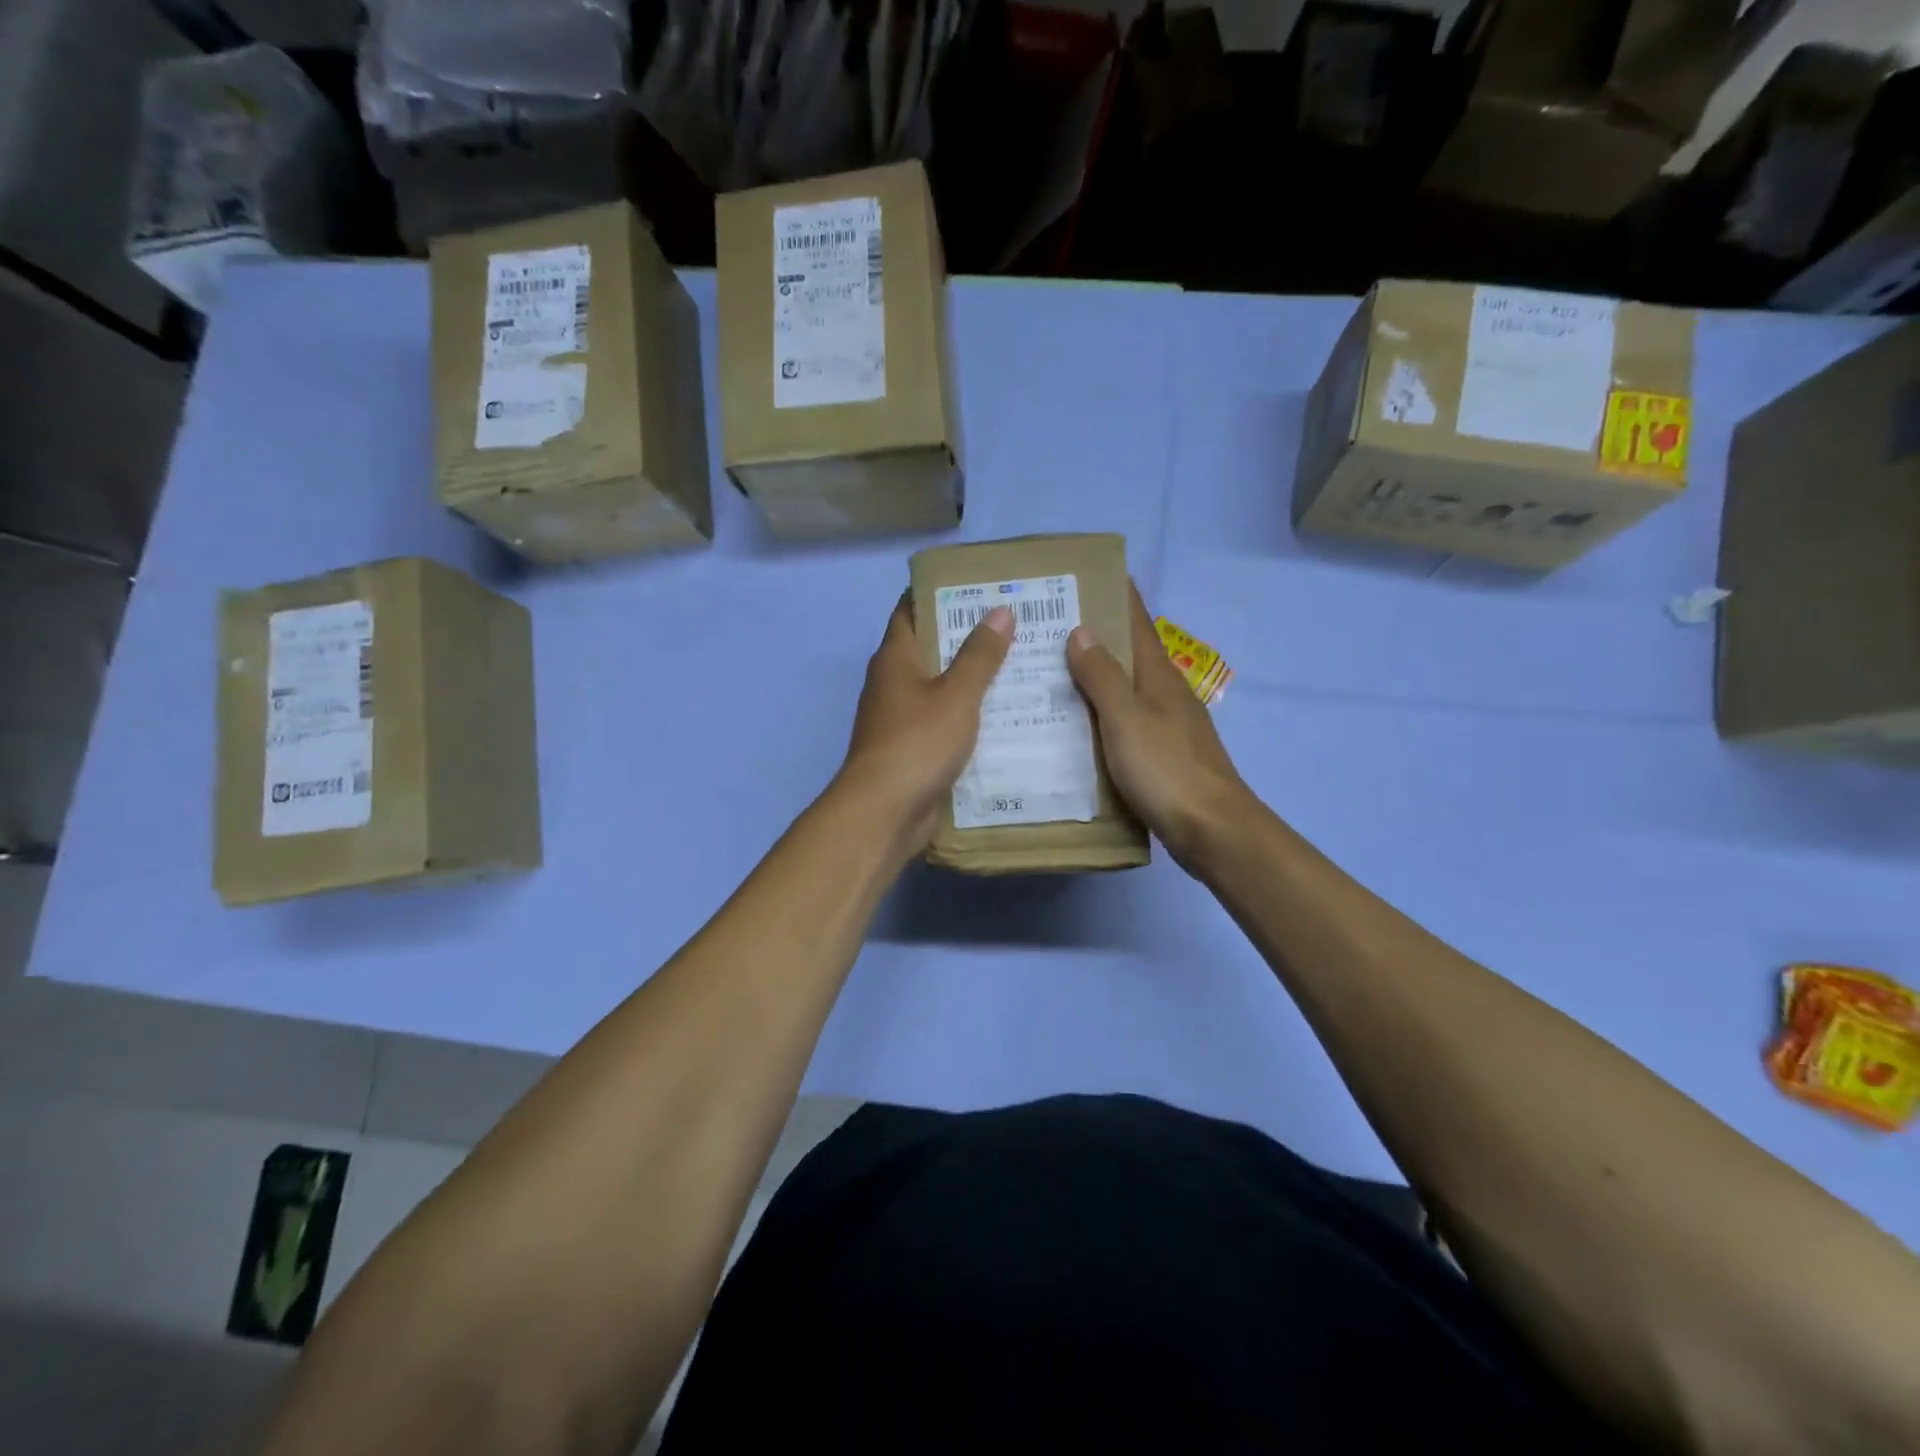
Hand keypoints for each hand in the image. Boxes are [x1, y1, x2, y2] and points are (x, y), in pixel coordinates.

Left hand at [837, 595, 1014, 850]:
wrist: (884, 811)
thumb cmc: (918, 742)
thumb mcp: (956, 694)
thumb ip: (979, 654)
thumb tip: (1000, 611)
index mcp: (895, 658)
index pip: (912, 610)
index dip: (942, 594)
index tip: (981, 586)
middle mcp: (892, 683)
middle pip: (929, 648)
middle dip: (967, 636)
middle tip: (1014, 624)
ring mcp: (899, 718)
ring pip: (939, 687)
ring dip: (971, 678)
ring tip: (1019, 665)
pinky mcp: (911, 748)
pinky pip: (943, 721)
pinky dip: (967, 714)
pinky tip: (1003, 714)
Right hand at [1067, 585, 1251, 869]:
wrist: (1210, 828)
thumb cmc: (1166, 768)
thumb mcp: (1126, 718)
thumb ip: (1102, 676)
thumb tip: (1081, 629)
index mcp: (1158, 675)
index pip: (1137, 622)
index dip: (1117, 595)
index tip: (1088, 574)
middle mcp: (1165, 693)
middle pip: (1128, 653)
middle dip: (1095, 634)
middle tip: (1048, 625)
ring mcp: (1166, 724)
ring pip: (1124, 689)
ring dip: (1094, 676)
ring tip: (1050, 670)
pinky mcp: (1161, 754)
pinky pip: (1123, 721)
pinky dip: (1099, 713)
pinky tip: (1075, 723)